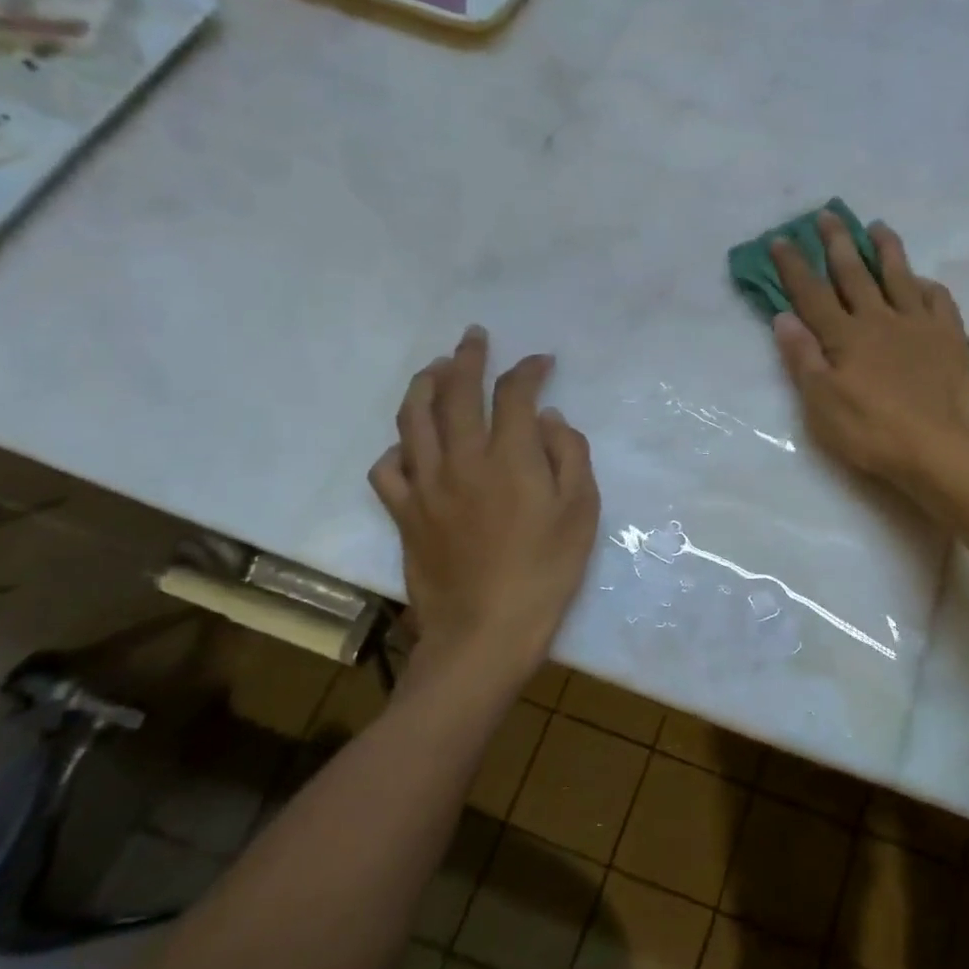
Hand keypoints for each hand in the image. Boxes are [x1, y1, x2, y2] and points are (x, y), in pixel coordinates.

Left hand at [369, 327, 599, 688]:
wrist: (485, 631)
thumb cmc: (545, 572)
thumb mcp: (580, 512)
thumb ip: (569, 456)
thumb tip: (550, 420)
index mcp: (510, 456)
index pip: (515, 394)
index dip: (529, 370)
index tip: (542, 362)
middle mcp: (462, 458)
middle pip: (458, 392)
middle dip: (468, 357)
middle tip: (474, 337)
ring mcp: (427, 485)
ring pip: (414, 419)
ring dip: (424, 385)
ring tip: (435, 369)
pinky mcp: (405, 514)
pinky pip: (388, 468)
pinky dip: (398, 448)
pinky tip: (410, 445)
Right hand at [771, 213, 968, 495]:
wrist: (940, 449)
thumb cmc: (872, 432)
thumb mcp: (822, 404)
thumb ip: (803, 358)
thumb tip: (783, 317)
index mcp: (845, 337)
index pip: (812, 294)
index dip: (794, 266)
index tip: (782, 239)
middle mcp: (880, 320)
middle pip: (854, 274)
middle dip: (837, 243)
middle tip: (828, 214)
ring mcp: (918, 325)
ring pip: (899, 276)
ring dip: (886, 249)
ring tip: (877, 226)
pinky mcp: (950, 338)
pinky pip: (938, 300)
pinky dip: (927, 285)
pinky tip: (923, 280)